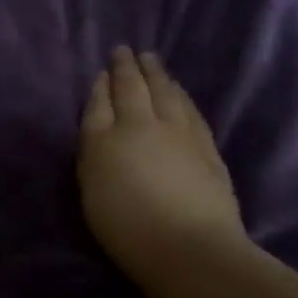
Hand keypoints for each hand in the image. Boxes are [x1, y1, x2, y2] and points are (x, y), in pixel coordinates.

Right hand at [78, 47, 245, 280]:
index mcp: (107, 137)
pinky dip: (180, 94)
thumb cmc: (128, 227)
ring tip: (152, 61)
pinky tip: (179, 92)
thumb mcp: (92, 188)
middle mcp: (143, 124)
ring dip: (157, 74)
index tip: (104, 70)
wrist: (190, 247)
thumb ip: (94, 147)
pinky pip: (189, 108)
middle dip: (128, 67)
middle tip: (125, 51)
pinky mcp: (206, 146)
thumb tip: (102, 114)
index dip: (102, 85)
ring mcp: (179, 133)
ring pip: (166, 92)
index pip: (101, 102)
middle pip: (134, 87)